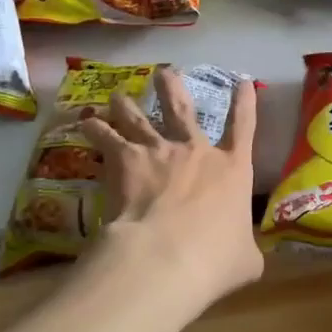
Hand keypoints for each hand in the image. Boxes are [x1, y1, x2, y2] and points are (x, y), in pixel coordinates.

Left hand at [79, 70, 262, 309]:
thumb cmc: (215, 259)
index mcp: (232, 169)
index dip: (246, 103)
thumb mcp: (246, 259)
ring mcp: (159, 151)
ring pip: (139, 117)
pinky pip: (106, 136)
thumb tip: (245, 255)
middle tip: (163, 73)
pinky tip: (84, 122)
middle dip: (173, 88)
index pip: (245, 127)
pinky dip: (94, 127)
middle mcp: (195, 151)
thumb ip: (245, 248)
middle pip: (183, 108)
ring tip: (118, 95)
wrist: (167, 256)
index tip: (244, 81)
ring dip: (127, 104)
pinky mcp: (126, 160)